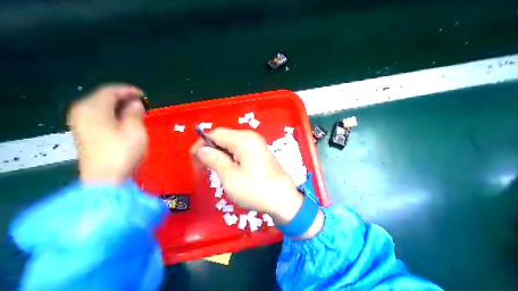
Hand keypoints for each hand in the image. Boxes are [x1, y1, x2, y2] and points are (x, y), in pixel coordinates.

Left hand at [67, 84, 146, 184]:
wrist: (105, 181)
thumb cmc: (122, 153)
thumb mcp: (135, 130)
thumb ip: (135, 112)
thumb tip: (135, 104)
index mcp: (93, 107)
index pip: (110, 90)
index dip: (128, 90)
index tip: (144, 96)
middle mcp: (82, 112)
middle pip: (103, 98)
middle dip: (123, 99)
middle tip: (141, 105)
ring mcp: (80, 124)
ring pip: (100, 108)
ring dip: (118, 108)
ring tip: (135, 114)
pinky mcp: (83, 135)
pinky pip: (98, 118)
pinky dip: (111, 116)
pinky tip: (123, 123)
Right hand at [190, 128, 303, 223]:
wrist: (283, 201)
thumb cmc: (255, 190)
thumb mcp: (229, 176)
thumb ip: (214, 159)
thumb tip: (202, 150)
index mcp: (244, 139)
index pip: (216, 133)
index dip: (202, 143)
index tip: (193, 158)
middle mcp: (251, 137)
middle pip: (224, 137)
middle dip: (210, 149)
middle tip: (202, 167)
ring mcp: (257, 145)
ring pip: (231, 144)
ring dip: (220, 154)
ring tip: (213, 170)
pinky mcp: (260, 154)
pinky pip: (240, 150)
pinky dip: (230, 157)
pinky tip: (228, 170)